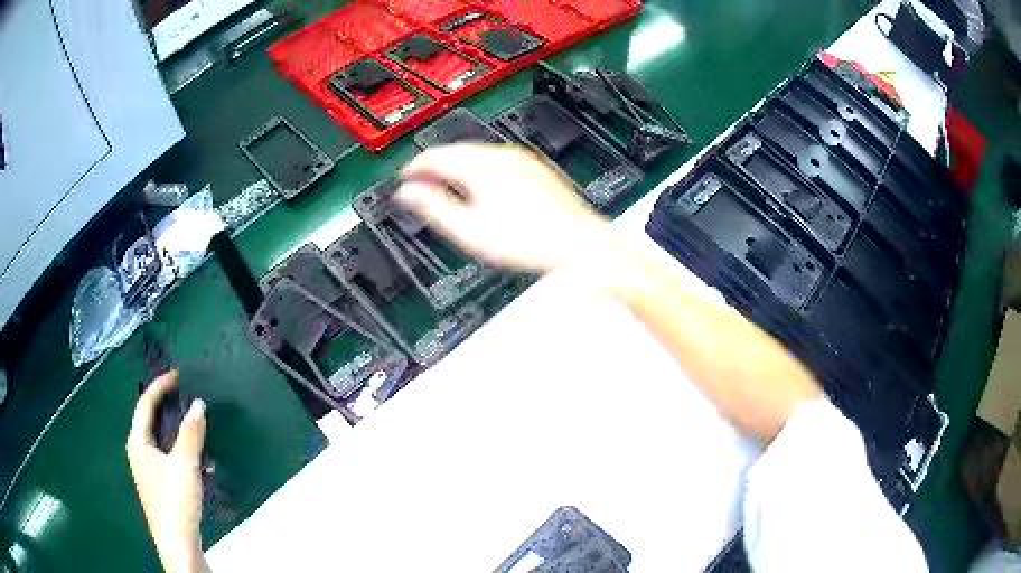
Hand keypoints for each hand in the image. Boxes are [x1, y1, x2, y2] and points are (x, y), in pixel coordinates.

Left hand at [127, 371, 208, 572]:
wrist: (177, 543)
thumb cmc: (174, 500)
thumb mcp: (185, 464)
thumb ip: (191, 433)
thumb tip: (198, 403)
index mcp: (138, 442)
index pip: (145, 403)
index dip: (160, 386)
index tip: (178, 375)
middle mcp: (139, 451)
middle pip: (151, 420)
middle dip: (169, 407)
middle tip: (186, 396)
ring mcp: (148, 470)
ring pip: (161, 440)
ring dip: (178, 432)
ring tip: (196, 427)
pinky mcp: (159, 484)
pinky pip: (168, 457)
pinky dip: (181, 451)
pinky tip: (200, 463)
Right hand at [396, 144, 613, 272]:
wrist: (576, 241)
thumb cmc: (527, 240)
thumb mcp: (470, 230)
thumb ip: (434, 208)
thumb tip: (408, 193)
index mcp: (480, 167)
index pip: (434, 157)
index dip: (414, 168)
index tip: (404, 179)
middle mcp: (500, 154)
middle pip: (455, 150)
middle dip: (434, 165)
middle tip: (421, 183)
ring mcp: (520, 158)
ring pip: (476, 153)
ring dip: (456, 165)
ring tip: (446, 185)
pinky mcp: (533, 165)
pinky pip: (495, 158)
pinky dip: (478, 167)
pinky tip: (479, 185)